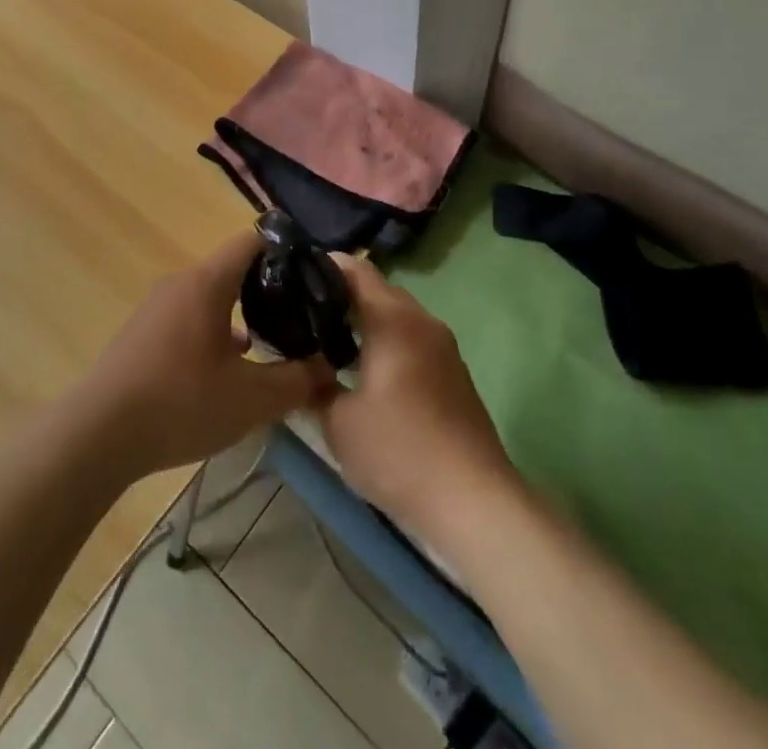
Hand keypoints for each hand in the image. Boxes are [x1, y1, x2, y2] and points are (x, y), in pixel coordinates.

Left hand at [76, 232, 333, 482]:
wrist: (98, 434)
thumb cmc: (181, 403)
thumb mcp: (251, 399)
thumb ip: (297, 381)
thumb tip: (329, 368)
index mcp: (208, 282)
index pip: (253, 241)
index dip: (287, 249)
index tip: (314, 274)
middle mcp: (181, 283)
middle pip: (233, 270)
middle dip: (269, 289)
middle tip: (301, 315)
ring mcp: (157, 308)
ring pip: (211, 298)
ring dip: (241, 315)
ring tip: (271, 345)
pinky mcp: (143, 334)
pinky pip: (190, 318)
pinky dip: (214, 332)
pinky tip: (227, 370)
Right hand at [314, 255, 514, 538]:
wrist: (473, 501)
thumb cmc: (398, 451)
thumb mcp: (338, 422)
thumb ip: (314, 385)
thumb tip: (299, 366)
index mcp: (392, 319)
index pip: (356, 270)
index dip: (324, 265)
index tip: (294, 274)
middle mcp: (421, 321)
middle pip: (378, 290)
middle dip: (342, 296)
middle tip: (304, 313)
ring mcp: (443, 347)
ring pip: (397, 317)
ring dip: (366, 322)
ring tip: (328, 343)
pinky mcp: (454, 373)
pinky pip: (413, 340)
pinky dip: (387, 343)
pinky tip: (365, 372)